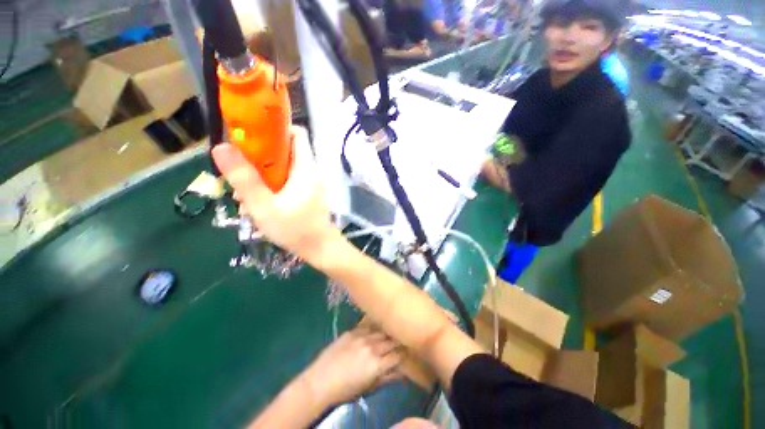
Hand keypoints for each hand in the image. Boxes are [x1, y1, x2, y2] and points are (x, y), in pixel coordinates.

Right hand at [212, 127, 336, 262]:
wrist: (320, 249)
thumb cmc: (295, 229)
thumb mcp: (264, 206)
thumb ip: (244, 178)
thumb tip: (221, 147)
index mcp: (306, 168)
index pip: (297, 133)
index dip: (275, 129)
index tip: (252, 138)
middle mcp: (311, 171)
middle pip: (285, 151)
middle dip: (260, 158)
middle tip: (241, 172)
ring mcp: (311, 183)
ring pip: (284, 169)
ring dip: (263, 177)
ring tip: (245, 196)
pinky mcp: (309, 194)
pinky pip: (288, 182)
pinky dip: (272, 188)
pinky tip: (258, 205)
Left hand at [301, 326, 403, 405]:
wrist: (321, 380)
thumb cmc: (346, 390)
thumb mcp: (369, 388)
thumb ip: (387, 378)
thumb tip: (402, 372)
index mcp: (377, 365)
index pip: (398, 355)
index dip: (404, 353)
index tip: (408, 350)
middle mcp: (372, 347)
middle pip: (391, 341)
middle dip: (398, 341)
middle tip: (402, 339)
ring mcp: (362, 337)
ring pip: (381, 331)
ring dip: (387, 332)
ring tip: (392, 330)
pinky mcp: (353, 331)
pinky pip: (368, 326)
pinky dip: (375, 327)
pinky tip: (378, 325)